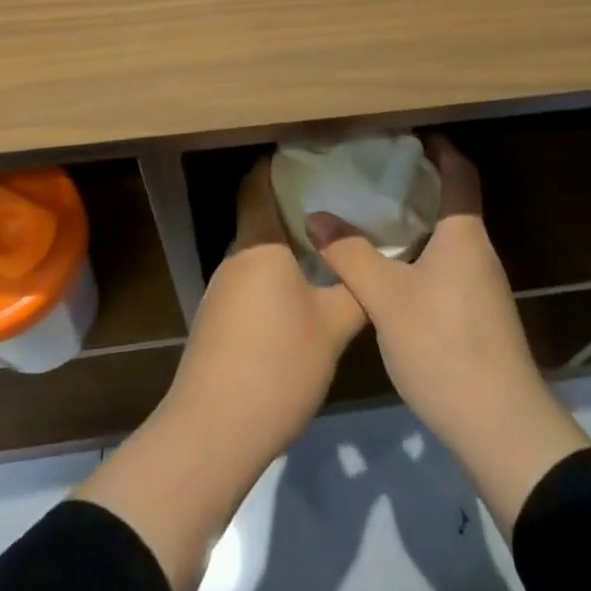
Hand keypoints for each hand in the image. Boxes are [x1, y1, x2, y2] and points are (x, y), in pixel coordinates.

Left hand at [77, 158, 366, 590]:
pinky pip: (250, 280)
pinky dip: (276, 275)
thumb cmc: (276, 365)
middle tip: (339, 201)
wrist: (212, 434)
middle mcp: (235, 258)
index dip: (280, 164)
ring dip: (287, 245)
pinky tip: (303, 294)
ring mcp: (221, 291)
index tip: (315, 156)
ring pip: (257, 252)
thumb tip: (377, 259)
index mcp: (259, 244)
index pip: (259, 183)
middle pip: (261, 215)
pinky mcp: (218, 322)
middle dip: (296, 206)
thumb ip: (356, 287)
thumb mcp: (332, 326)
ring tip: (329, 245)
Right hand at [307, 135, 590, 532]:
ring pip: (449, 238)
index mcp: (463, 234)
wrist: (502, 428)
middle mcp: (479, 251)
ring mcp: (484, 286)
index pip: (460, 172)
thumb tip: (317, 216)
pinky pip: (449, 266)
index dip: (440, 148)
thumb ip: (351, 254)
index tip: (409, 136)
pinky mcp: (481, 316)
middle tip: (375, 175)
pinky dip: (422, 255)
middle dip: (419, 184)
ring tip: (375, 218)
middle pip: (453, 202)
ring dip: (419, 223)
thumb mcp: (386, 298)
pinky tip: (393, 272)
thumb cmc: (444, 346)